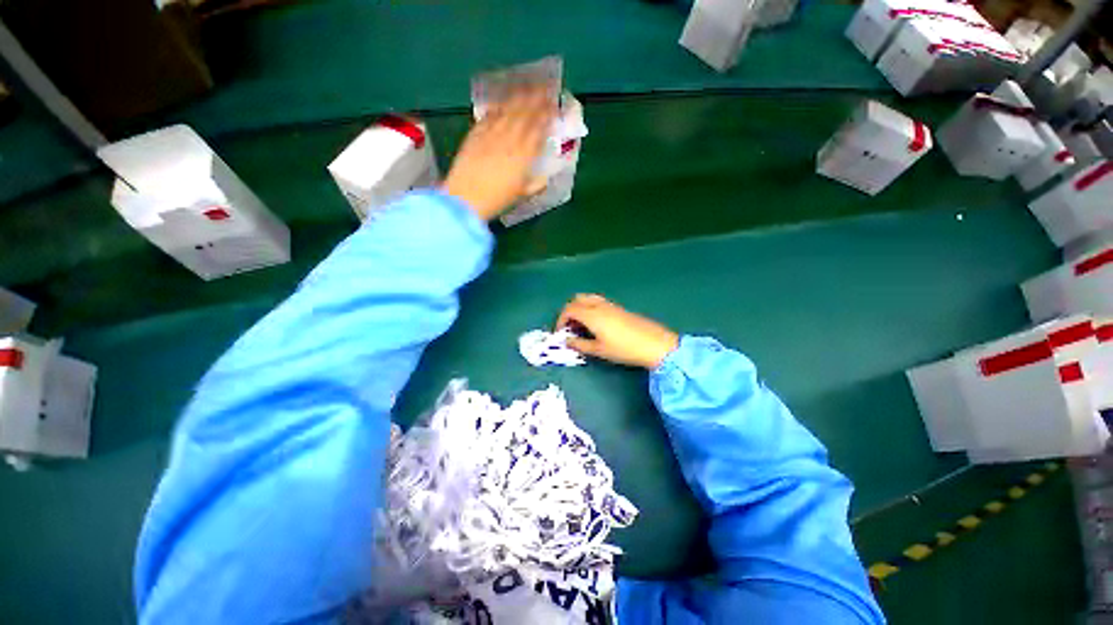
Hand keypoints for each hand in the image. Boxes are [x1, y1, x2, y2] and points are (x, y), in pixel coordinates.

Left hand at [442, 86, 554, 220]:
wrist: (466, 198)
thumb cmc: (497, 200)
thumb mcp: (522, 195)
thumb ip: (536, 184)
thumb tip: (545, 177)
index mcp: (524, 154)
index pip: (539, 128)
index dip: (547, 115)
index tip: (554, 105)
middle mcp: (510, 139)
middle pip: (525, 113)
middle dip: (537, 99)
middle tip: (545, 87)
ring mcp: (491, 134)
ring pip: (508, 110)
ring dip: (519, 97)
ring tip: (528, 87)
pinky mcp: (475, 134)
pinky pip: (489, 115)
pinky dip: (498, 107)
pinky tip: (502, 102)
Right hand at [555, 294, 679, 369]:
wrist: (653, 343)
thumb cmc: (623, 349)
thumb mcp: (599, 350)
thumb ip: (580, 345)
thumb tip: (567, 341)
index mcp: (591, 315)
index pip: (569, 310)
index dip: (561, 320)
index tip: (561, 333)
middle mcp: (599, 305)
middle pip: (577, 300)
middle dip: (569, 311)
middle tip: (569, 328)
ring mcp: (610, 305)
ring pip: (588, 299)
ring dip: (580, 309)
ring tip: (582, 326)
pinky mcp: (619, 308)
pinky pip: (598, 302)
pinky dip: (590, 309)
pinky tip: (596, 325)